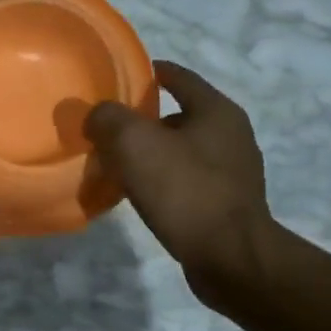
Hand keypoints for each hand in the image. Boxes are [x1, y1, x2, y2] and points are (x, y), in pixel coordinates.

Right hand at [85, 60, 274, 310]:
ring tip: (118, 165)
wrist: (230, 258)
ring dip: (152, 154)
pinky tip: (141, 195)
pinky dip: (163, 181)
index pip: (179, 77)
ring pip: (182, 151)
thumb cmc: (185, 191)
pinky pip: (187, 181)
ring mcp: (233, 172)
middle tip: (108, 130)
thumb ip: (108, 119)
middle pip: (179, 116)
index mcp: (217, 111)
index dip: (148, 73)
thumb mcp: (135, 144)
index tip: (120, 76)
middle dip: (144, 120)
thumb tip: (96, 115)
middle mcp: (232, 135)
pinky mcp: (227, 204)